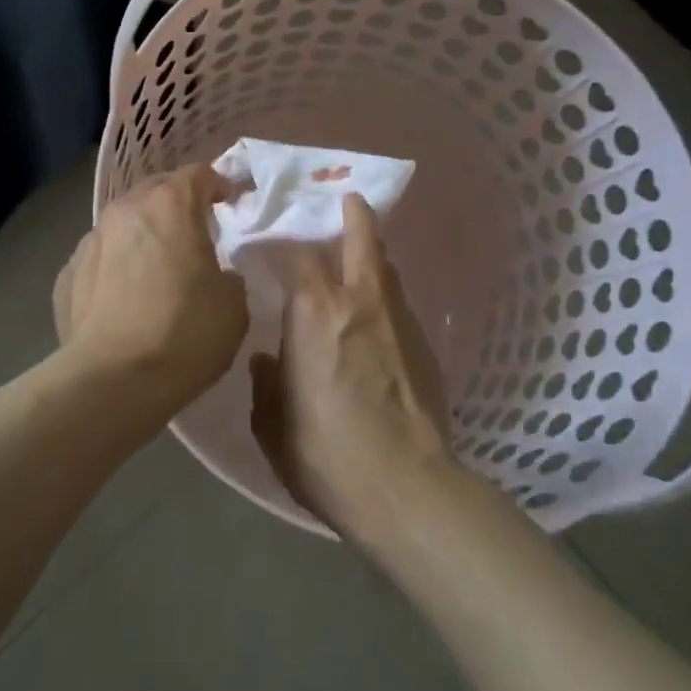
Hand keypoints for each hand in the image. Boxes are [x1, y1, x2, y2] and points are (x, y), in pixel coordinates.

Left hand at [54, 164, 247, 420]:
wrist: (112, 381)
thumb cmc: (184, 333)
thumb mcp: (233, 303)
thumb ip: (227, 273)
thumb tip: (213, 274)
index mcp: (171, 205)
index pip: (200, 174)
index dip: (221, 184)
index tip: (234, 202)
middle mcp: (126, 210)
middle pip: (157, 189)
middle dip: (178, 202)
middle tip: (196, 229)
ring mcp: (90, 240)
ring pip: (124, 222)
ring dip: (144, 233)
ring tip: (156, 264)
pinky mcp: (67, 274)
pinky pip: (100, 258)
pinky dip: (116, 266)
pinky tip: (124, 296)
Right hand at [249, 193, 452, 541]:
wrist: (407, 490)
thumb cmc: (326, 455)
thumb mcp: (272, 425)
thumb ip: (266, 384)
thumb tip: (266, 361)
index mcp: (314, 311)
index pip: (297, 252)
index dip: (282, 241)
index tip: (268, 241)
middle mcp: (358, 299)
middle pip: (362, 235)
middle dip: (353, 213)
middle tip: (344, 200)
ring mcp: (398, 318)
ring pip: (386, 266)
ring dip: (371, 253)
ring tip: (358, 255)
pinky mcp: (424, 344)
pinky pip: (399, 303)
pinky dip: (384, 295)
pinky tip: (375, 317)